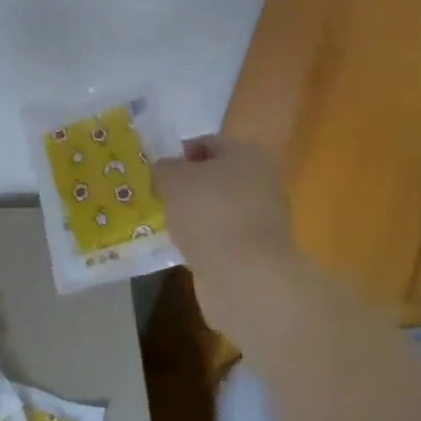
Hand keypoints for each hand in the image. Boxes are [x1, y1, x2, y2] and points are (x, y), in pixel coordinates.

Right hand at [153, 135, 309, 331]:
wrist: (246, 276)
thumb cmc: (209, 213)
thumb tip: (167, 169)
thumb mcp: (174, 179)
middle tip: (159, 199)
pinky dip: (204, 241)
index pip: (207, 143)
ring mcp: (263, 218)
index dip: (179, 154)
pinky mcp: (257, 251)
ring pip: (218, 208)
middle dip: (187, 187)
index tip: (157, 173)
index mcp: (246, 153)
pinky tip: (185, 250)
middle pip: (215, 177)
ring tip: (168, 226)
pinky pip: (222, 237)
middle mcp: (261, 180)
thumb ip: (165, 167)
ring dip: (195, 216)